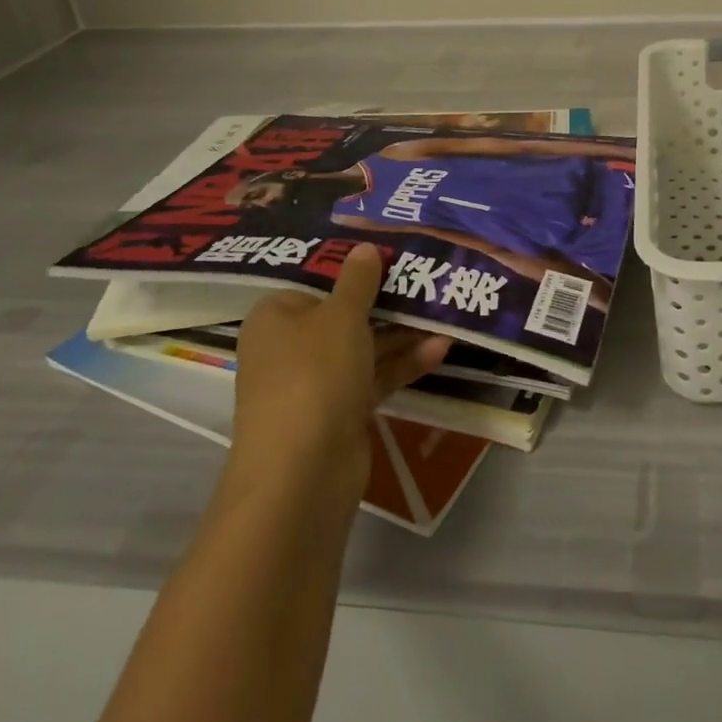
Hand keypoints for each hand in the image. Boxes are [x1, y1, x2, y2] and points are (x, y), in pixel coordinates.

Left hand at [226, 244, 450, 497]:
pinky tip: (440, 348)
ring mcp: (315, 383)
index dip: (354, 269)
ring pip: (364, 347)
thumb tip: (365, 248)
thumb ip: (359, 280)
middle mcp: (291, 347)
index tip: (394, 256)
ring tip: (445, 311)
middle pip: (344, 314)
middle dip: (387, 301)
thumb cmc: (315, 374)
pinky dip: (403, 363)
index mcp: (276, 316)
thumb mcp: (341, 316)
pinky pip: (374, 377)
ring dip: (402, 332)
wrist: (303, 473)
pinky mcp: (340, 413)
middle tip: (427, 279)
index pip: (316, 282)